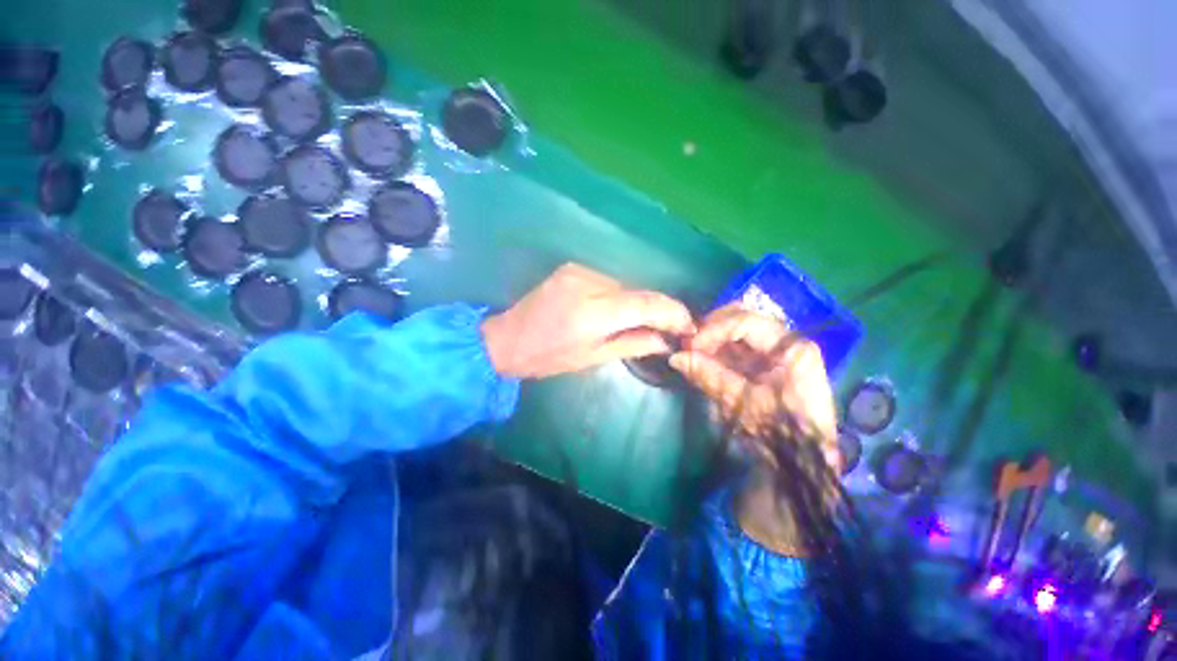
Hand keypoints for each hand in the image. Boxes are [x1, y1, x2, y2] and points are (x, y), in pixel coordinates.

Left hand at [482, 263, 695, 378]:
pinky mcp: (573, 267)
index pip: (645, 303)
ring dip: (638, 302)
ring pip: (624, 284)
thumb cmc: (548, 358)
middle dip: (658, 308)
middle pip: (637, 291)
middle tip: (671, 327)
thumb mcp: (592, 358)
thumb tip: (666, 341)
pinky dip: (620, 294)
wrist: (507, 339)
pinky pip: (608, 280)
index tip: (689, 325)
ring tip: (645, 321)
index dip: (672, 312)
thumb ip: (632, 344)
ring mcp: (579, 270)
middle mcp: (588, 282)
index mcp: (592, 312)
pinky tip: (619, 309)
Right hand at [669, 304, 838, 470]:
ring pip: (737, 331)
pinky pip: (737, 347)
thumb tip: (675, 357)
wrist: (804, 464)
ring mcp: (776, 351)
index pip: (746, 322)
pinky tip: (703, 359)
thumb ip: (708, 376)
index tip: (690, 346)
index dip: (714, 330)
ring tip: (692, 353)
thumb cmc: (779, 434)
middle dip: (712, 329)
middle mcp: (786, 341)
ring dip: (712, 339)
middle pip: (743, 319)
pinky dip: (717, 351)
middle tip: (689, 345)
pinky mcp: (766, 363)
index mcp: (790, 348)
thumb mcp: (740, 404)